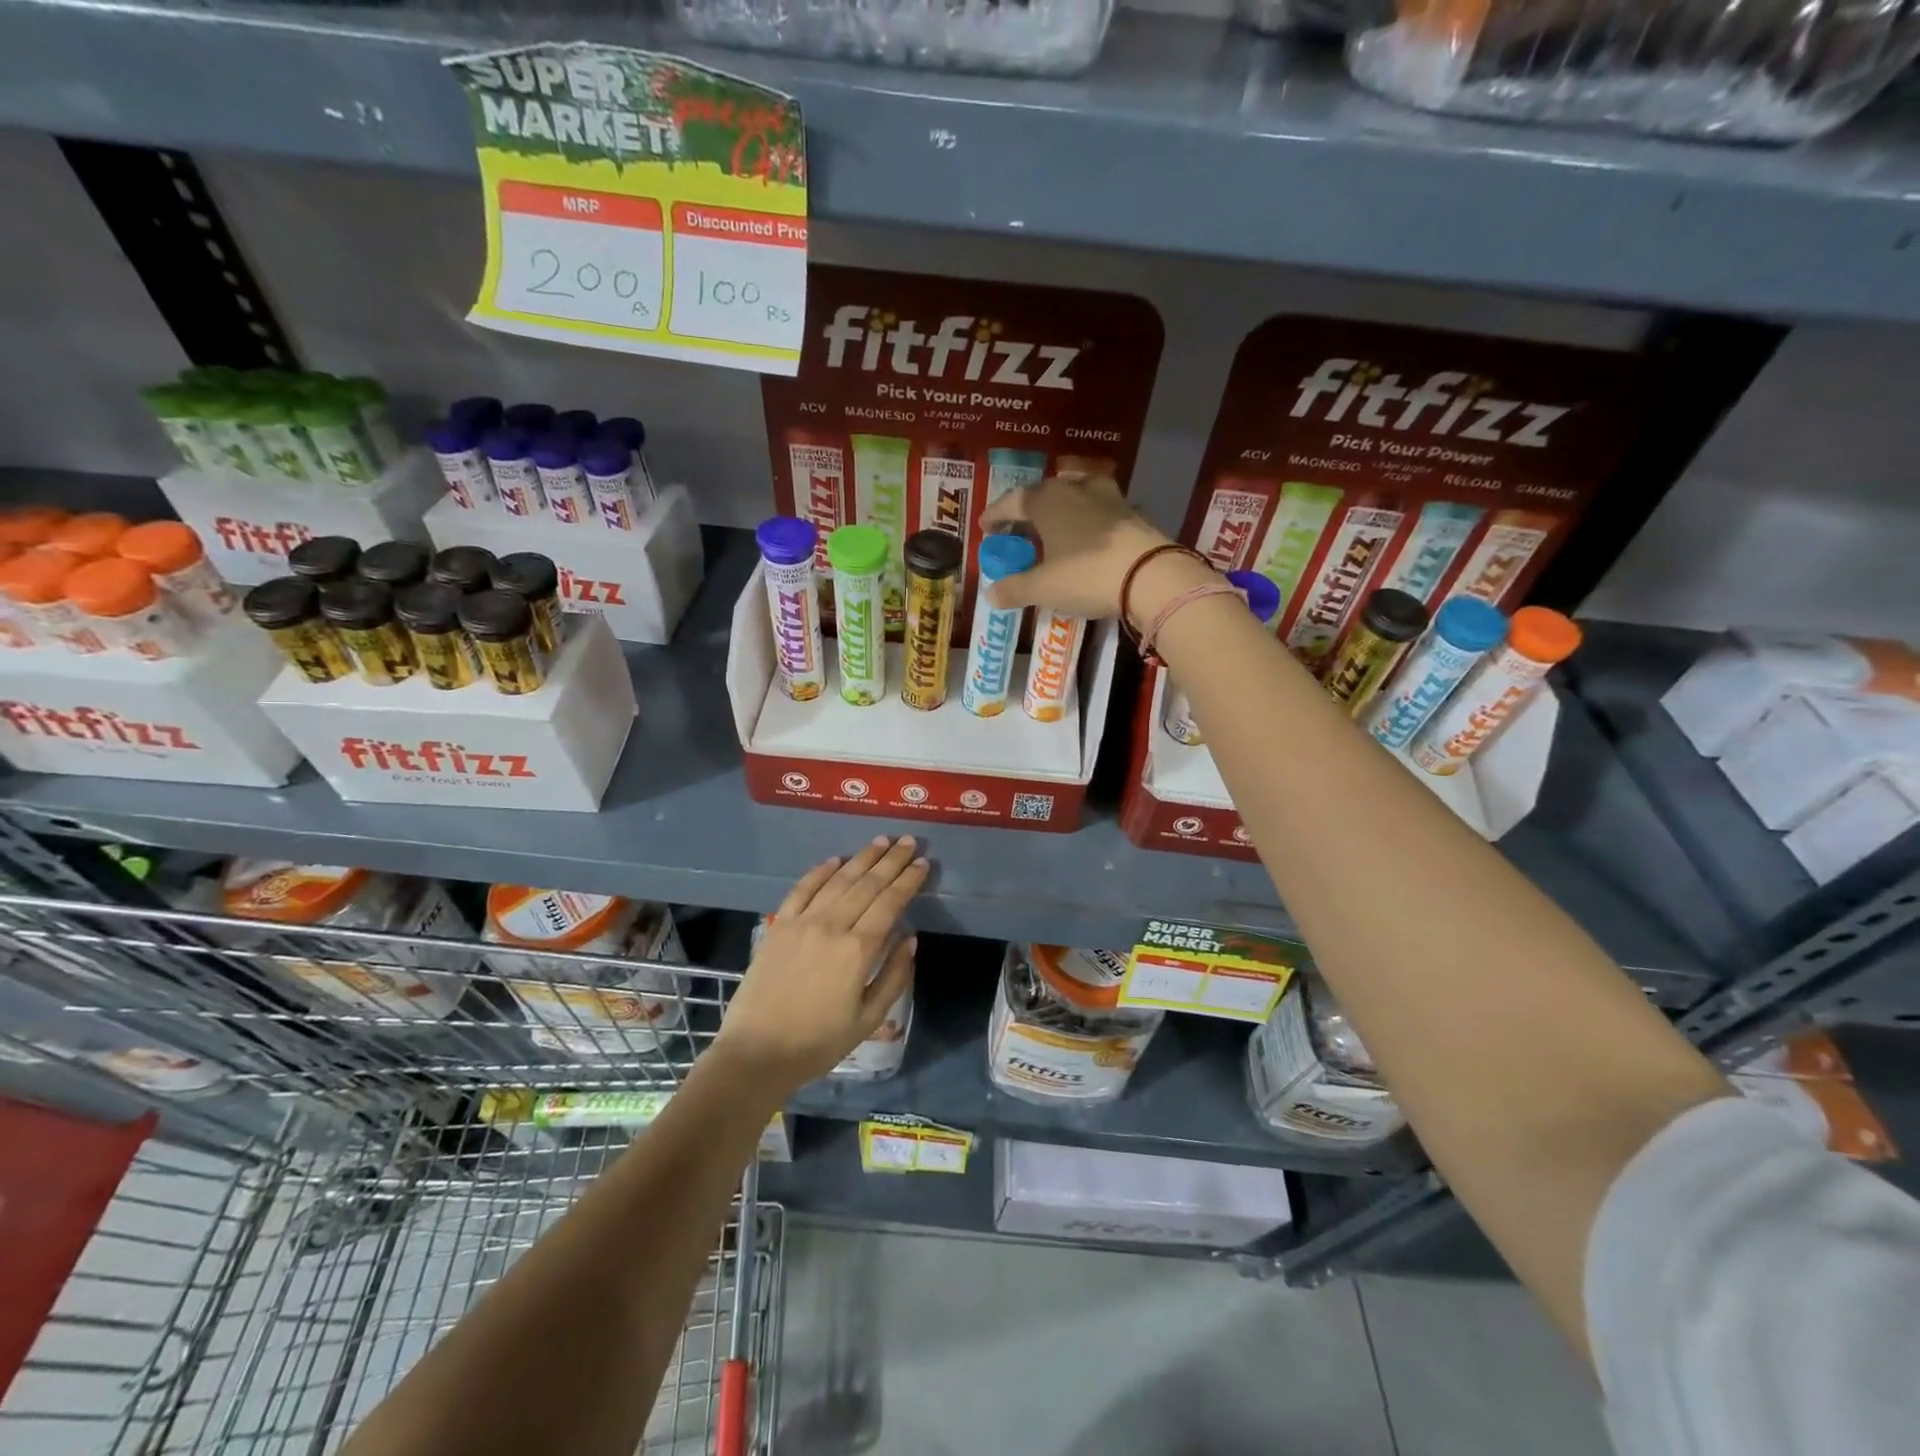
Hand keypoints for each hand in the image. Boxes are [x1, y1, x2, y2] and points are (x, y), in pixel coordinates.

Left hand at [713, 836, 925, 1095]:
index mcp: (858, 950)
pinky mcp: (779, 925)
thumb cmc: (819, 1042)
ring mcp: (802, 922)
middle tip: (908, 841)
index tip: (923, 862)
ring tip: (881, 841)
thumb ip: (894, 976)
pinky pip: (803, 889)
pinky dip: (821, 871)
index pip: (890, 903)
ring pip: (838, 880)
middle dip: (891, 861)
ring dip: (862, 858)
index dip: (908, 880)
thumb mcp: (868, 1019)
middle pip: (867, 884)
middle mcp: (832, 926)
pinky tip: (835, 860)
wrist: (756, 1053)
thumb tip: (911, 939)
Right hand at [980, 474, 1172, 622]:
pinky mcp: (1132, 513)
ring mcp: (1108, 497)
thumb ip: (1014, 588)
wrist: (1150, 575)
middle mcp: (1075, 488)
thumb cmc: (1085, 575)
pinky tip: (1088, 540)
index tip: (985, 529)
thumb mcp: (1043, 587)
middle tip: (1017, 534)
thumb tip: (990, 594)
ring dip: (1061, 511)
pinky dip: (1087, 523)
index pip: (1012, 501)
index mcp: (1046, 499)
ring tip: (1054, 531)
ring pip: (1075, 496)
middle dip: (1027, 513)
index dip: (996, 515)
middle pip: (1044, 495)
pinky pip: (1100, 512)